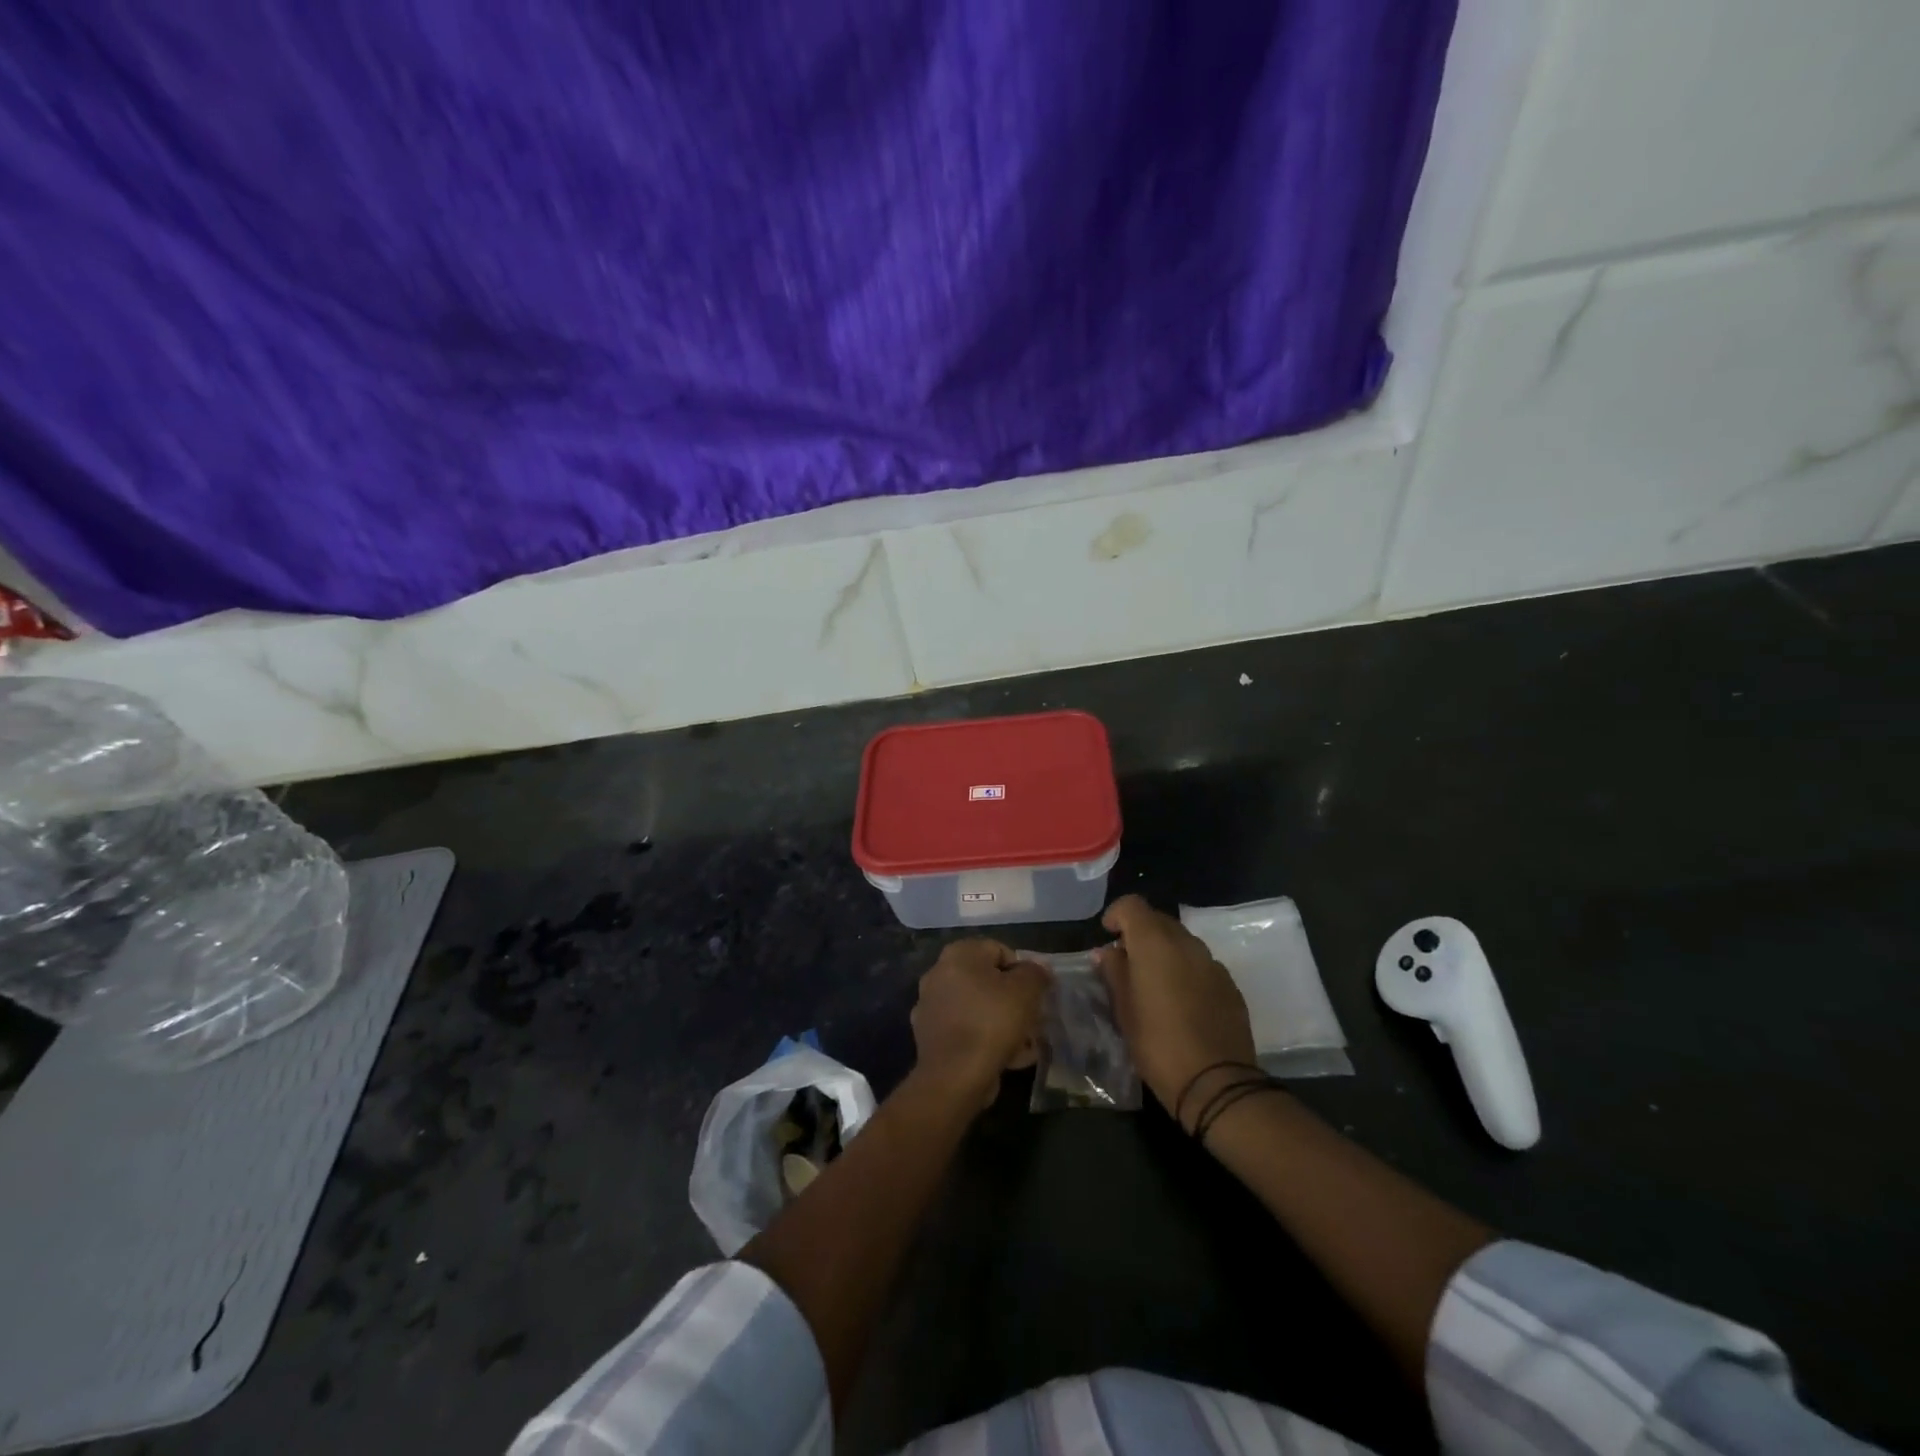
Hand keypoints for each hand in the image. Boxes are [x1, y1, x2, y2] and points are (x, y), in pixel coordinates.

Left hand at [910, 939, 1049, 1110]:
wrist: (954, 1076)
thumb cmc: (992, 1022)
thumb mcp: (1026, 991)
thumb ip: (1035, 973)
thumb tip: (1038, 968)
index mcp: (958, 954)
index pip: (1000, 951)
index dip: (1023, 971)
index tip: (1035, 995)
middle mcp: (938, 973)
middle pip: (987, 981)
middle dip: (1012, 999)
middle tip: (1032, 1019)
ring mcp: (930, 1006)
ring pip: (977, 1007)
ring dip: (1001, 1021)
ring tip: (1024, 1043)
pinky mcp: (929, 1036)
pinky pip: (965, 1030)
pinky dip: (984, 1039)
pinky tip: (1006, 1058)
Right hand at [1095, 895, 1258, 1127]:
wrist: (1217, 1083)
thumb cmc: (1157, 1044)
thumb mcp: (1123, 1010)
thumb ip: (1114, 972)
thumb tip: (1107, 952)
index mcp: (1155, 943)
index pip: (1132, 905)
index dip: (1117, 914)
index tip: (1108, 936)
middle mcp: (1186, 943)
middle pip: (1159, 920)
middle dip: (1140, 933)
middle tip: (1127, 963)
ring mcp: (1213, 963)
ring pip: (1182, 942)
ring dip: (1165, 952)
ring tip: (1154, 984)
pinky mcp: (1230, 985)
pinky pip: (1201, 964)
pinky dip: (1186, 970)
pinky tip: (1181, 1002)